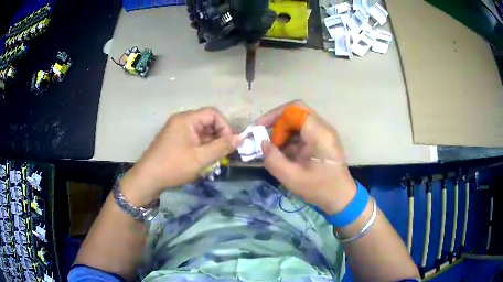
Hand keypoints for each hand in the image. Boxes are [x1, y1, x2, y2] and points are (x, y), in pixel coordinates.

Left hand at [121, 107, 241, 204]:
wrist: (147, 179)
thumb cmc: (173, 166)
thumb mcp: (200, 158)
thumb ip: (221, 147)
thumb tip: (241, 138)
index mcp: (186, 119)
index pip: (213, 113)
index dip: (225, 126)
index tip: (229, 144)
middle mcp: (181, 121)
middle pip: (207, 122)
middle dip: (218, 137)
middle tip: (223, 154)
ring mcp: (176, 131)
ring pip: (200, 132)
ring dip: (210, 144)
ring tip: (213, 160)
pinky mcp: (174, 141)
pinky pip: (193, 139)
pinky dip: (201, 148)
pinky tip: (202, 161)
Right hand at [256, 100, 355, 213]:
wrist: (341, 197)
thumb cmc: (319, 188)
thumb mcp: (292, 178)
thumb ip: (273, 159)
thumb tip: (262, 143)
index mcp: (319, 133)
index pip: (294, 109)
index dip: (274, 115)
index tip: (260, 129)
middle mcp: (323, 128)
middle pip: (296, 111)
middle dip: (277, 122)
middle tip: (265, 137)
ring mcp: (323, 133)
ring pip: (298, 121)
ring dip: (283, 131)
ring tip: (272, 148)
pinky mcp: (322, 140)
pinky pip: (303, 131)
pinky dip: (290, 138)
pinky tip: (283, 152)